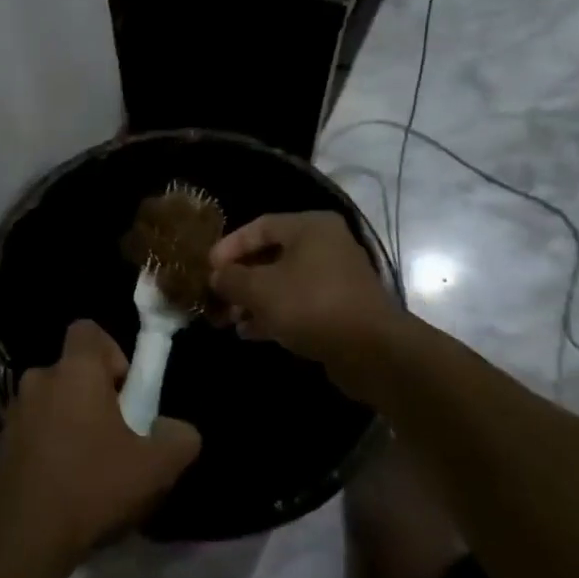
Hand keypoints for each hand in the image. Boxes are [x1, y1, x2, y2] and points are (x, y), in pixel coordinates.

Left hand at [0, 321, 201, 573]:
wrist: (22, 535)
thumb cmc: (92, 485)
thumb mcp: (156, 467)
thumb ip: (179, 438)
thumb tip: (176, 429)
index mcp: (73, 370)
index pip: (87, 330)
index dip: (112, 352)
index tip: (126, 392)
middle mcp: (38, 379)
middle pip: (72, 371)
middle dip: (95, 395)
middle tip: (115, 437)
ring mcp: (13, 411)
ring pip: (52, 402)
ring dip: (71, 422)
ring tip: (90, 468)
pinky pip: (33, 430)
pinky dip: (49, 446)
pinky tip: (63, 485)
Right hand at [209, 211, 399, 364]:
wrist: (371, 351)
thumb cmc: (311, 304)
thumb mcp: (259, 289)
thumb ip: (231, 278)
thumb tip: (216, 277)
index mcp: (310, 227)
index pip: (259, 226)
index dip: (229, 246)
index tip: (207, 268)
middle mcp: (325, 246)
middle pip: (270, 256)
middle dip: (239, 279)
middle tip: (215, 297)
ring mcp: (334, 279)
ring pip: (282, 283)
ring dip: (252, 300)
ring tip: (227, 319)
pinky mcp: (339, 309)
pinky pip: (297, 305)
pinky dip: (272, 315)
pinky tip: (248, 332)